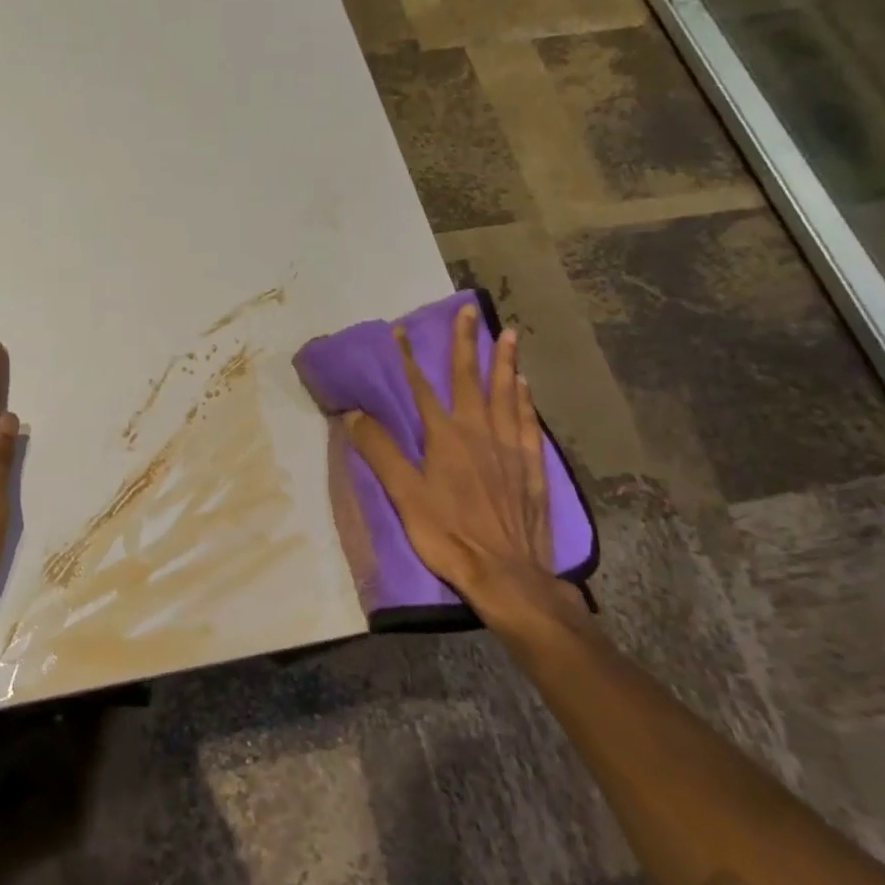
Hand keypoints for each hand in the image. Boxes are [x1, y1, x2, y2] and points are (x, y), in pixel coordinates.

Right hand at [345, 304, 587, 645]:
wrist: (507, 574)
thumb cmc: (449, 534)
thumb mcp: (404, 496)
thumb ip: (380, 452)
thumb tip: (353, 414)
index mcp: (446, 438)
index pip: (422, 389)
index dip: (409, 359)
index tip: (402, 331)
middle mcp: (480, 433)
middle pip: (471, 380)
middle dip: (467, 344)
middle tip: (470, 311)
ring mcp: (510, 448)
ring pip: (507, 395)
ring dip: (505, 363)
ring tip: (508, 335)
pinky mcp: (531, 467)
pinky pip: (528, 423)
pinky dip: (526, 400)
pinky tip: (526, 387)